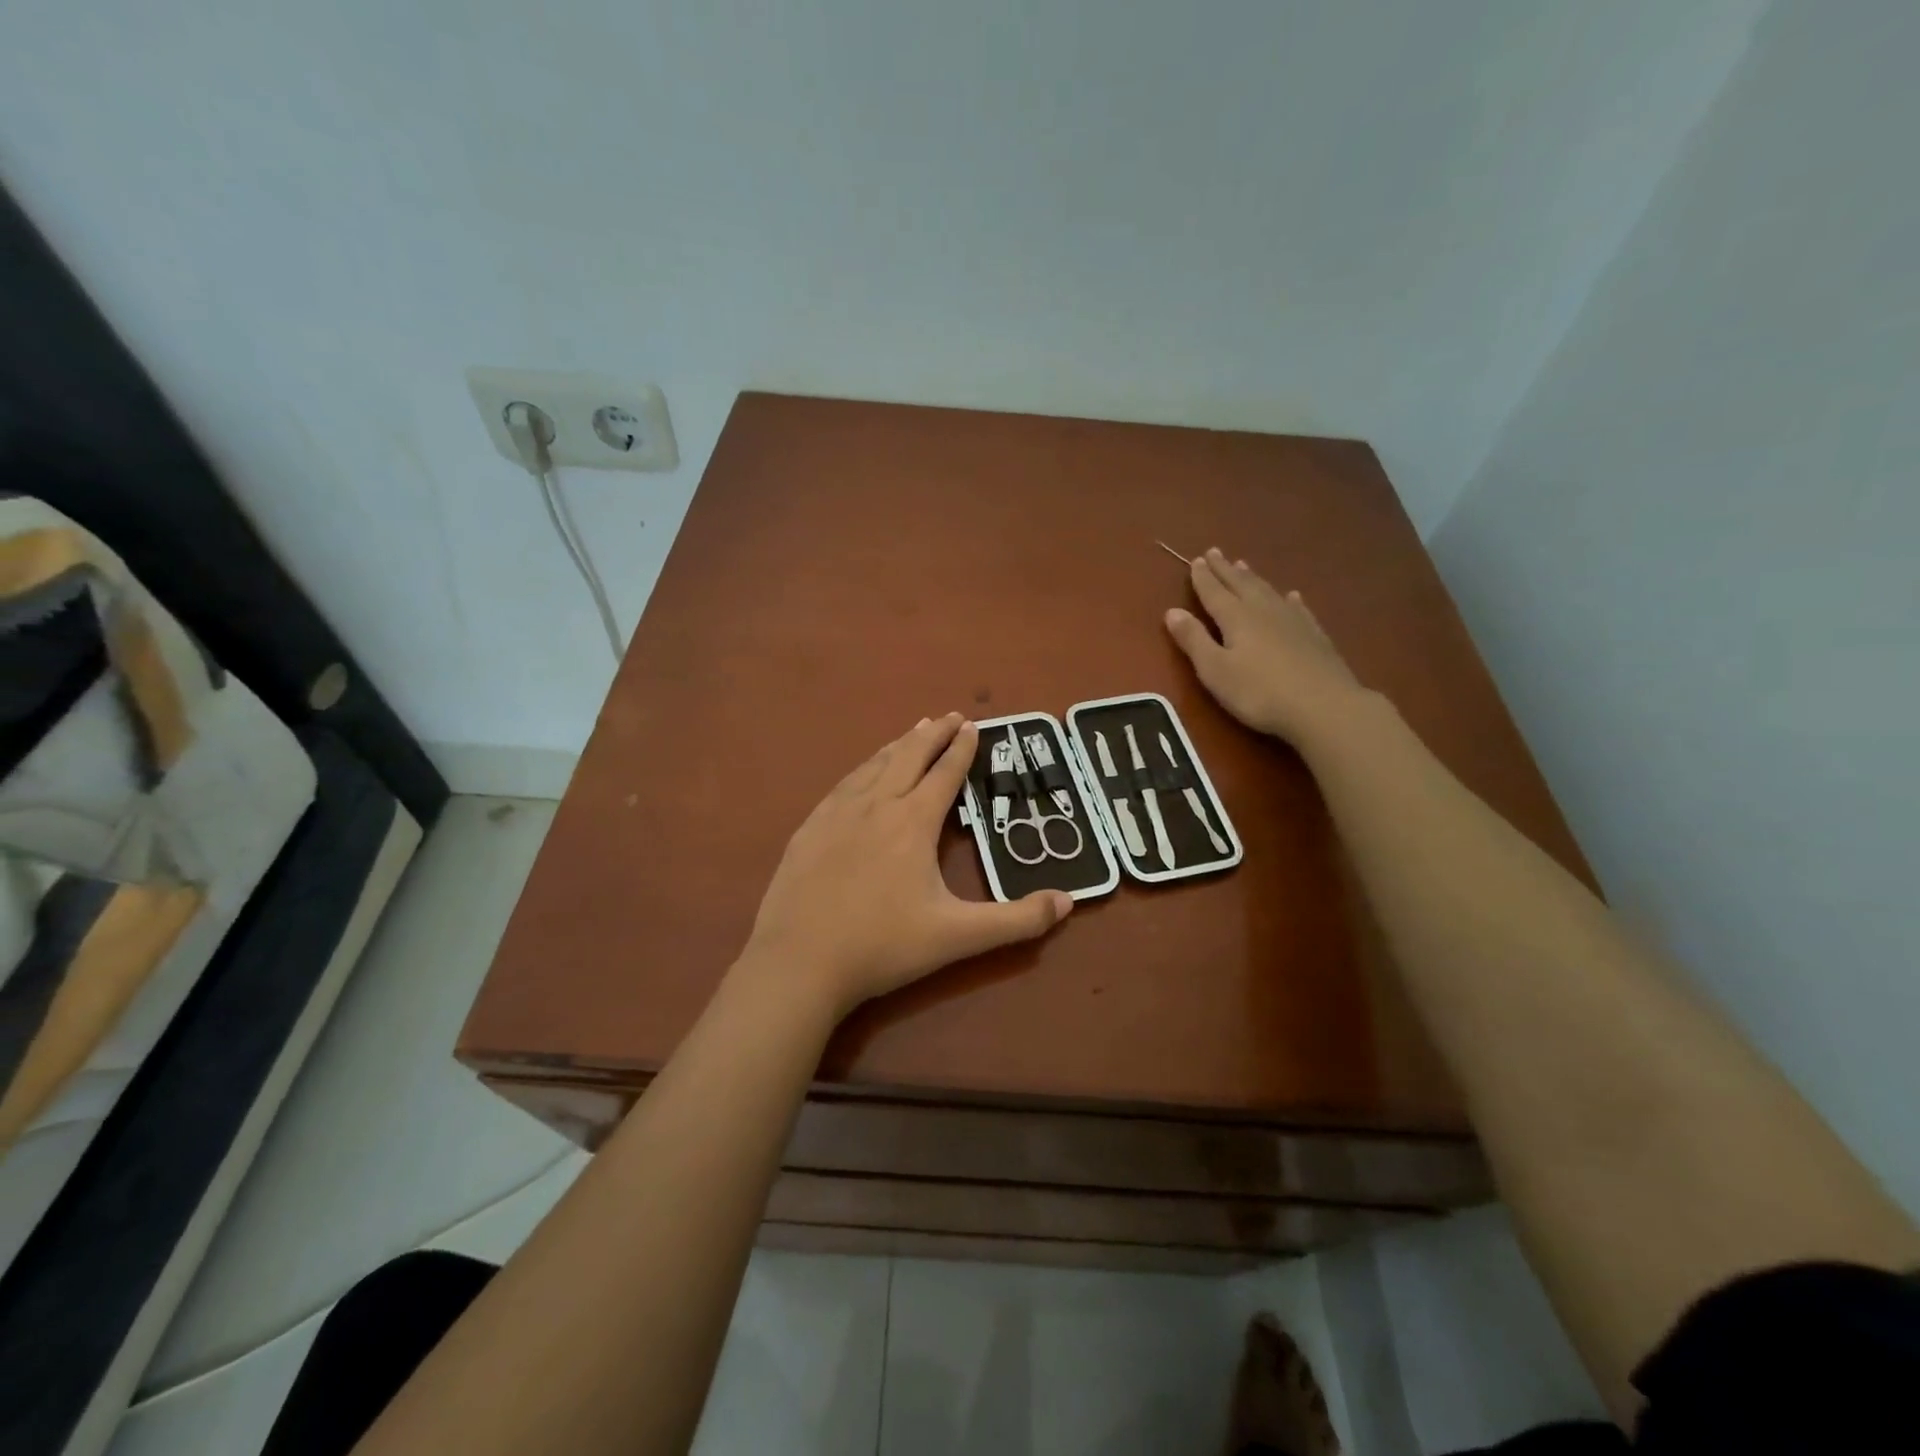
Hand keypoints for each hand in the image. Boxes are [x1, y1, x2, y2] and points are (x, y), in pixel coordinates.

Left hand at [741, 714, 1073, 1016]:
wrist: (799, 962)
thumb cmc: (883, 947)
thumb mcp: (958, 937)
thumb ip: (1016, 920)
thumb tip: (1068, 901)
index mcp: (913, 822)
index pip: (944, 774)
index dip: (962, 749)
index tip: (973, 725)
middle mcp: (876, 806)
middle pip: (909, 757)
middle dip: (933, 735)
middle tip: (950, 716)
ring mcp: (837, 814)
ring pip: (873, 766)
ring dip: (898, 745)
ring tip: (913, 731)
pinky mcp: (809, 829)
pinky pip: (842, 785)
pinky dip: (862, 768)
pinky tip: (862, 772)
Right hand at [1164, 548, 1364, 743]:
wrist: (1323, 706)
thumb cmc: (1259, 692)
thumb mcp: (1215, 670)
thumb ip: (1193, 640)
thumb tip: (1172, 611)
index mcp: (1236, 618)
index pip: (1214, 592)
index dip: (1203, 577)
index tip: (1196, 560)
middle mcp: (1263, 610)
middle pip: (1241, 584)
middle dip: (1225, 569)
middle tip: (1215, 552)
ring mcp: (1293, 621)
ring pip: (1268, 591)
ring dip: (1253, 578)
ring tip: (1243, 564)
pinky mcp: (1314, 635)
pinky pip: (1298, 608)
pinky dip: (1289, 599)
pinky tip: (1291, 595)